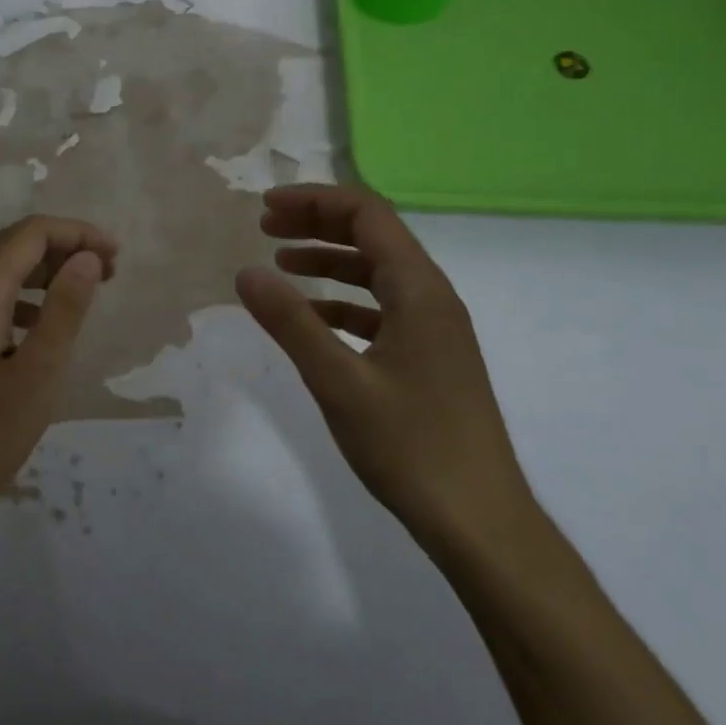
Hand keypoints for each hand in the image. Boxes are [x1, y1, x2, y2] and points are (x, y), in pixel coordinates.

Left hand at [0, 215, 117, 540]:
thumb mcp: (37, 375)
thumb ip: (64, 309)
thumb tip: (88, 257)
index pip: (30, 234)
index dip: (77, 233)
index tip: (116, 256)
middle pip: (14, 244)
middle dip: (64, 247)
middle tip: (109, 271)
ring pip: (1, 268)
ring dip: (45, 270)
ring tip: (85, 291)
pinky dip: (24, 295)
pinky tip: (43, 323)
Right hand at [235, 184, 533, 550]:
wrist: (479, 522)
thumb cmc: (410, 446)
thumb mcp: (339, 381)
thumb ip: (291, 322)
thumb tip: (246, 272)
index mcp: (419, 291)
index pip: (367, 215)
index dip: (315, 201)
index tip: (266, 208)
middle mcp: (432, 298)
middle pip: (373, 237)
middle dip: (318, 224)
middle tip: (266, 228)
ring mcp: (434, 330)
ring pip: (376, 273)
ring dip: (328, 261)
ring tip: (280, 265)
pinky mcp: (429, 358)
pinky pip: (381, 310)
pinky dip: (342, 302)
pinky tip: (311, 320)